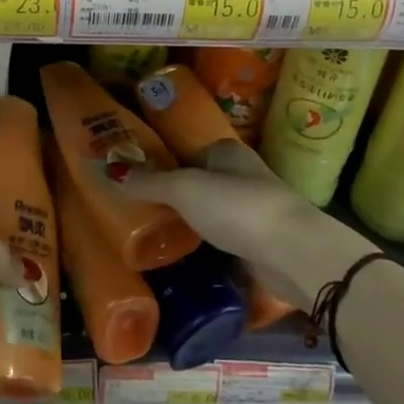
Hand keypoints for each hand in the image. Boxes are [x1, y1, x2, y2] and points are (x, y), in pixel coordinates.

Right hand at [122, 140, 373, 309]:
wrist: (294, 253)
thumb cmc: (237, 207)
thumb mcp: (184, 189)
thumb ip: (149, 182)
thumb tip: (109, 170)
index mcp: (226, 151)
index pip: (187, 150)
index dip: (162, 161)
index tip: (135, 177)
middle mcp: (241, 174)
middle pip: (200, 180)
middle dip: (175, 192)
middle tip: (138, 207)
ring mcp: (253, 208)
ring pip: (212, 210)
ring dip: (192, 219)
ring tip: (155, 230)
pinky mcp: (260, 241)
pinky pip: (224, 236)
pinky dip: (208, 242)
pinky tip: (187, 252)